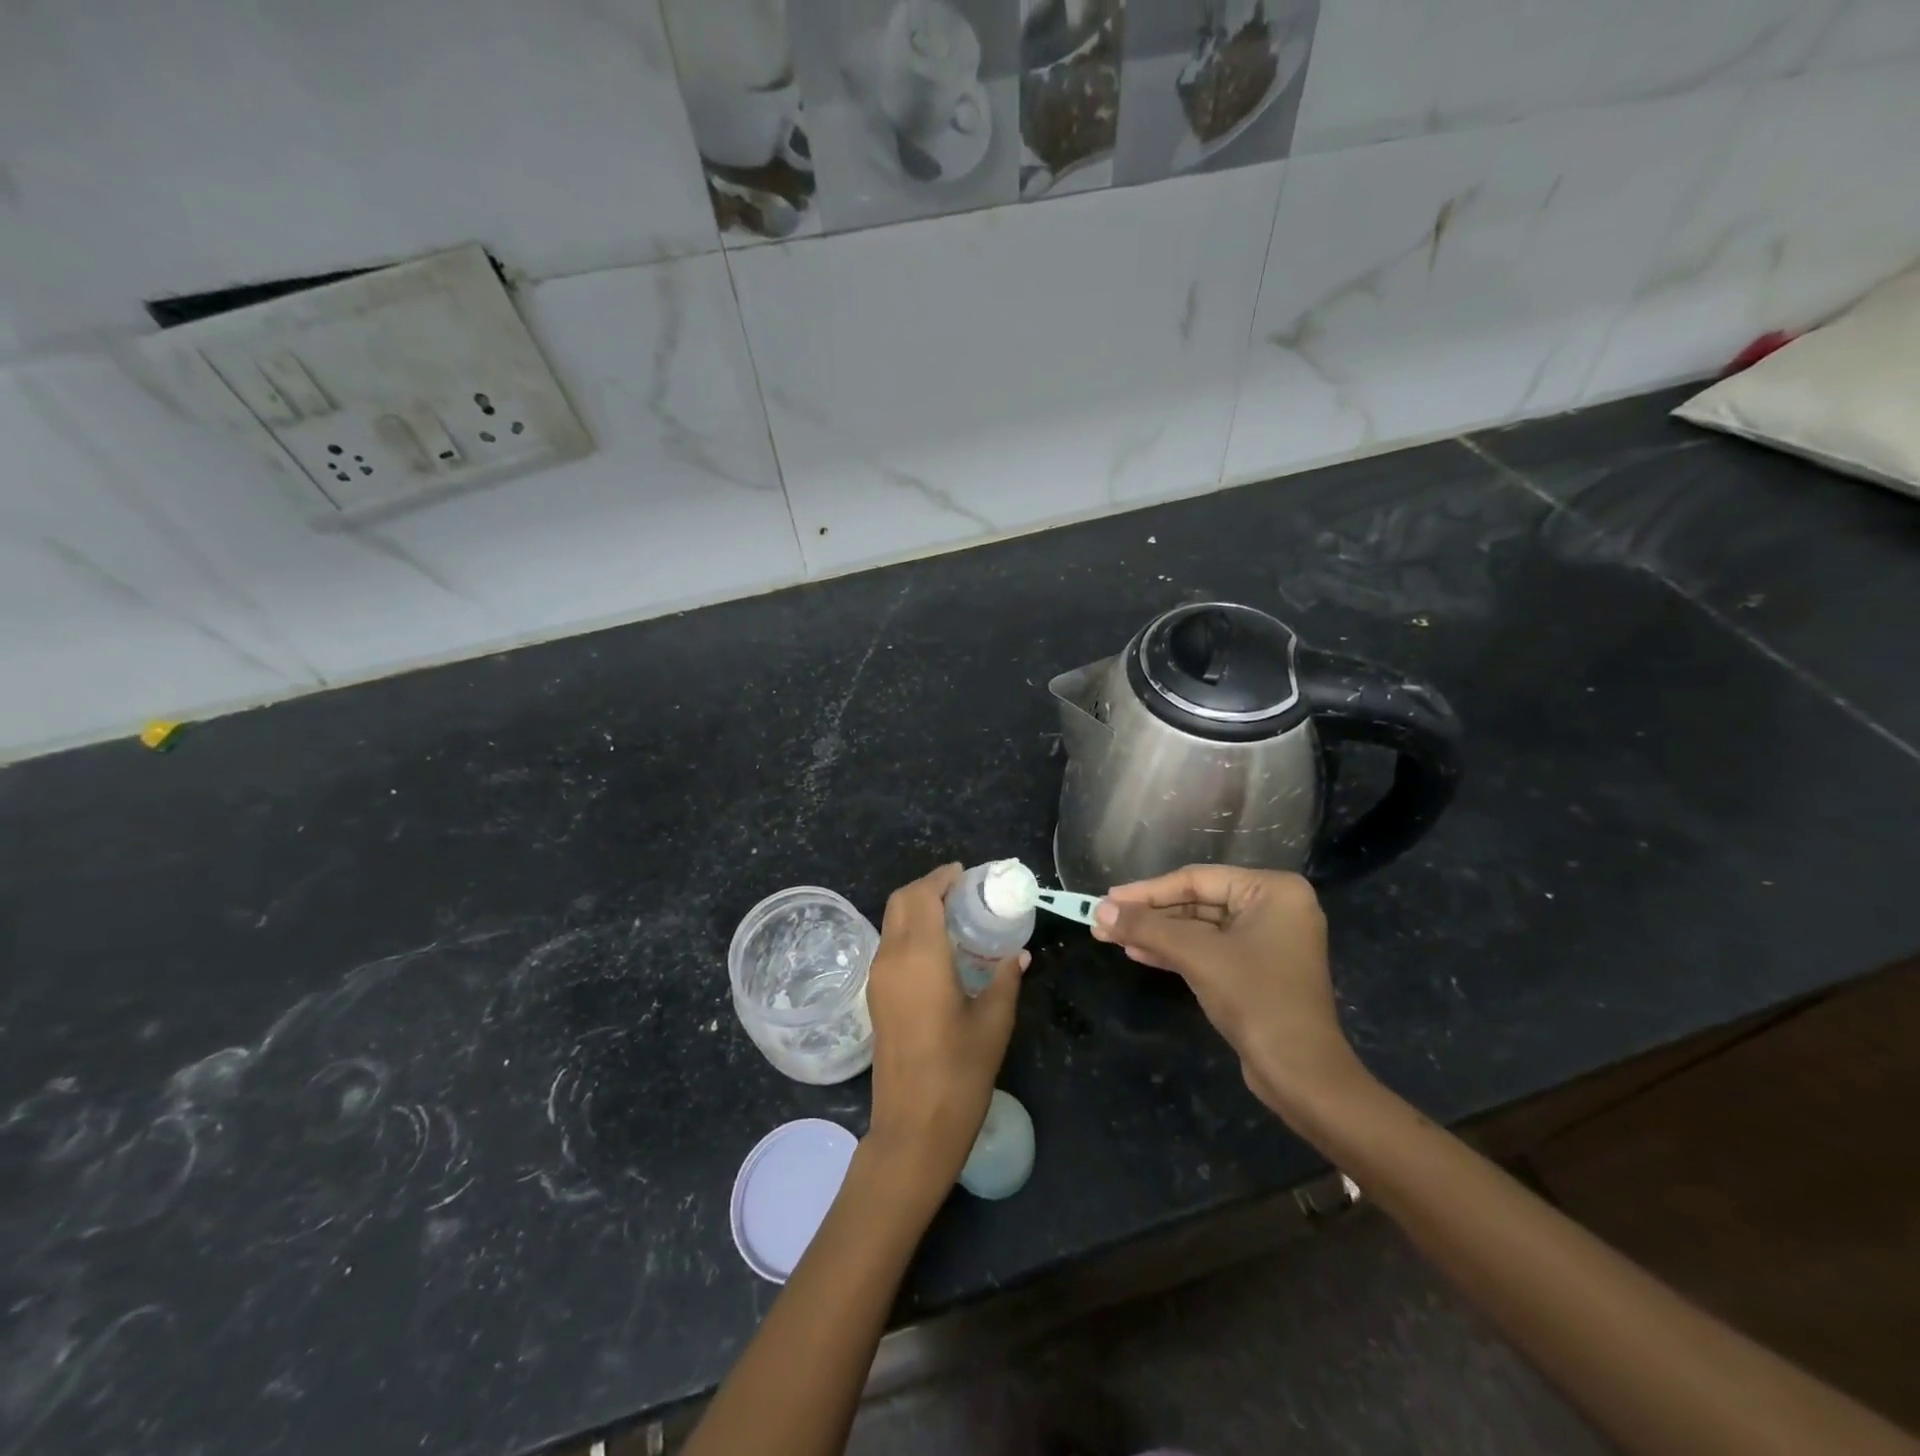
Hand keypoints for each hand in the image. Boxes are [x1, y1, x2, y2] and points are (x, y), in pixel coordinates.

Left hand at [864, 864, 1026, 1195]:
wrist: (912, 1128)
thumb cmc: (959, 1073)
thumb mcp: (994, 1021)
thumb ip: (1006, 978)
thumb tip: (1019, 954)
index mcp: (919, 956)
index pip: (922, 895)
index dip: (942, 878)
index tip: (967, 875)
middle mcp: (891, 958)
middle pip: (900, 901)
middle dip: (928, 887)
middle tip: (963, 892)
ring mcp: (878, 978)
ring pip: (892, 922)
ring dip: (917, 909)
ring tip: (955, 916)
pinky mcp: (875, 997)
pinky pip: (891, 946)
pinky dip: (910, 931)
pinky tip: (940, 949)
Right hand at [1092, 866, 1365, 1119]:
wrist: (1300, 1073)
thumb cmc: (1255, 999)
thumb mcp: (1196, 956)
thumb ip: (1147, 927)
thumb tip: (1100, 911)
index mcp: (1272, 891)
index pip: (1197, 879)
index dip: (1147, 890)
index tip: (1107, 898)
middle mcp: (1274, 908)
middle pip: (1197, 901)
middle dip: (1149, 915)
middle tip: (1104, 920)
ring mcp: (1267, 940)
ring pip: (1199, 928)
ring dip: (1156, 934)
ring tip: (1112, 936)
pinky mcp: (1256, 970)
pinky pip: (1209, 949)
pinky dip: (1175, 951)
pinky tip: (1138, 952)